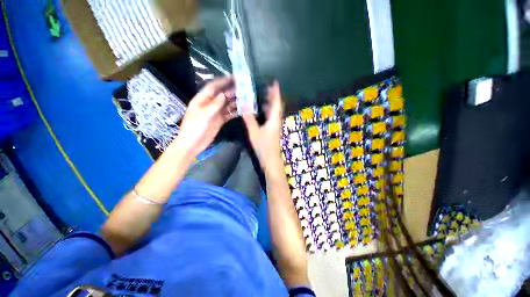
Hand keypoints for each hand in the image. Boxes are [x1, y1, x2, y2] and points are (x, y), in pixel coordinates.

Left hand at [177, 76, 236, 156]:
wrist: (193, 144)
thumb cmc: (194, 128)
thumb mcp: (203, 115)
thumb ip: (214, 104)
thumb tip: (223, 94)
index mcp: (202, 100)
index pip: (213, 87)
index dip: (222, 81)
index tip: (233, 77)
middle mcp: (209, 104)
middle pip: (222, 95)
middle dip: (232, 91)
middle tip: (243, 88)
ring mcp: (215, 113)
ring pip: (227, 104)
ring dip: (235, 102)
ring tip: (245, 98)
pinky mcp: (220, 120)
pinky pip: (229, 114)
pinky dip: (235, 112)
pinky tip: (242, 110)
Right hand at [242, 81, 283, 168]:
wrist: (271, 159)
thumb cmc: (264, 146)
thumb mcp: (254, 132)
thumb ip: (249, 119)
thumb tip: (244, 105)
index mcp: (274, 119)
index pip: (276, 103)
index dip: (276, 92)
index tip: (275, 83)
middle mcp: (276, 121)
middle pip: (276, 106)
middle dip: (273, 96)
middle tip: (266, 87)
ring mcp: (275, 125)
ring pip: (274, 111)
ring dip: (270, 103)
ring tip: (263, 95)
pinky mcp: (273, 130)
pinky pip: (271, 116)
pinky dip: (268, 110)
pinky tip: (262, 110)